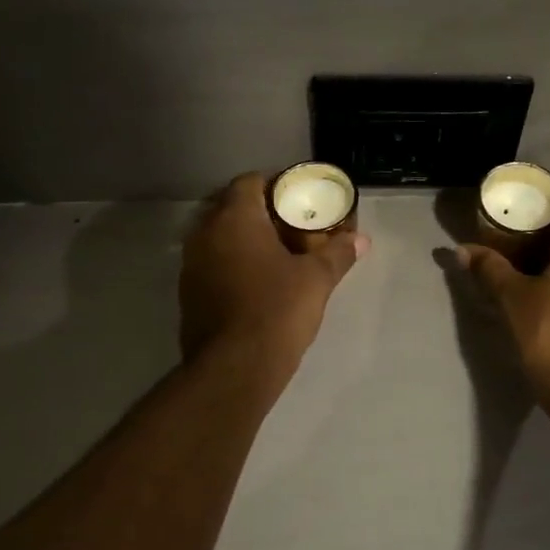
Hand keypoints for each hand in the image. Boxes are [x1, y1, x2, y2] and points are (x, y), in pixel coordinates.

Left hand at [180, 173, 366, 376]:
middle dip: (260, 213)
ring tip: (277, 255)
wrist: (235, 368)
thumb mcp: (317, 280)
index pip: (249, 181)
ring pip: (219, 238)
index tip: (297, 200)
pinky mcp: (188, 294)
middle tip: (292, 227)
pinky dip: (232, 265)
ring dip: (244, 241)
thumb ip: (338, 254)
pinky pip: (212, 265)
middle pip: (231, 208)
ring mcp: (191, 265)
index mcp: (234, 219)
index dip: (275, 185)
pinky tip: (257, 284)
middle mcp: (204, 234)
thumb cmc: (277, 311)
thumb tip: (361, 239)